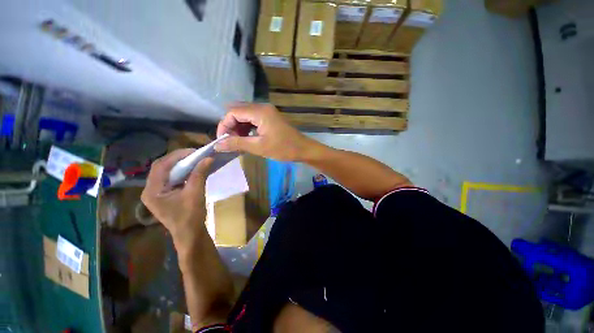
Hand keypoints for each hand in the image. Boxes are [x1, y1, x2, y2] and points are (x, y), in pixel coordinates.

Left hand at [141, 149, 212, 252]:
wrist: (190, 234)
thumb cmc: (190, 216)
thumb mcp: (195, 193)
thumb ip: (200, 174)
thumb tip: (208, 158)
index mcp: (152, 191)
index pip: (161, 166)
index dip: (177, 156)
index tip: (194, 151)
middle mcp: (150, 190)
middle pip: (162, 167)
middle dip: (178, 159)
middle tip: (195, 154)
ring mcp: (157, 192)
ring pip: (166, 172)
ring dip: (180, 164)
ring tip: (195, 160)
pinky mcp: (164, 194)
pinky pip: (171, 178)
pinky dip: (181, 172)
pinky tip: (192, 170)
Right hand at [215, 103, 320, 161]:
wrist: (303, 149)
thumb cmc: (283, 148)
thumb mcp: (259, 147)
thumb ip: (237, 143)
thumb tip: (216, 145)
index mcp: (259, 111)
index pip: (232, 112)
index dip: (224, 125)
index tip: (222, 141)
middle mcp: (262, 107)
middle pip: (238, 112)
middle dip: (231, 126)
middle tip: (231, 142)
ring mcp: (267, 112)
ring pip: (245, 116)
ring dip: (239, 128)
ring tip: (239, 142)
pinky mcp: (270, 118)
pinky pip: (253, 119)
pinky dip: (247, 128)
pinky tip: (247, 139)